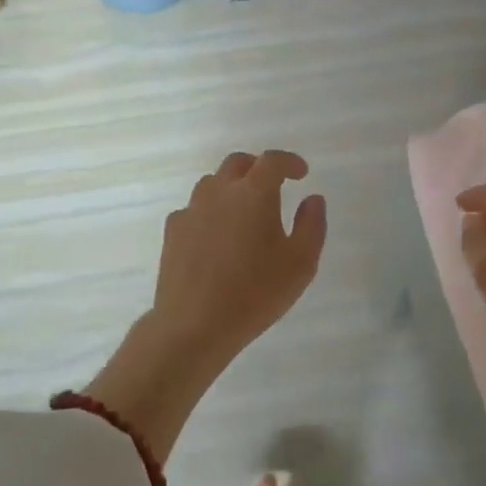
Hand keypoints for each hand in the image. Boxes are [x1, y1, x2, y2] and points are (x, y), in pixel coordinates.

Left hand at [88, 151, 326, 458]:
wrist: (194, 325)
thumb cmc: (256, 293)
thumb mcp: (301, 263)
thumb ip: (312, 225)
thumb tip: (312, 198)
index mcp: (254, 193)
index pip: (272, 160)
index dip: (289, 161)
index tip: (301, 172)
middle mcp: (220, 191)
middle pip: (238, 163)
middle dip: (258, 167)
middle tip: (273, 186)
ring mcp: (191, 209)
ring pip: (213, 183)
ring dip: (232, 187)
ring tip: (244, 212)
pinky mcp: (173, 231)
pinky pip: (195, 209)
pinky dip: (210, 212)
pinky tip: (216, 237)